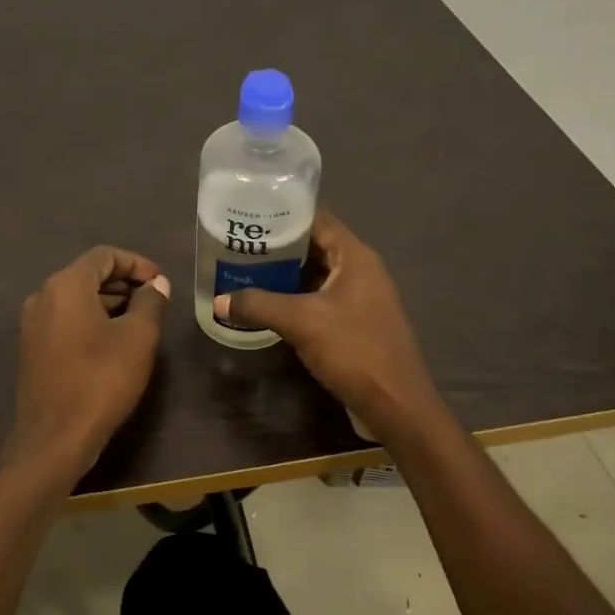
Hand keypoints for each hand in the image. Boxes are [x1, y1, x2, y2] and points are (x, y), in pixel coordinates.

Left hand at [5, 246, 170, 474]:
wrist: (55, 438)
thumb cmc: (101, 381)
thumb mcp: (138, 338)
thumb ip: (150, 302)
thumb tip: (156, 284)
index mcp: (65, 286)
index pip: (104, 256)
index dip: (136, 263)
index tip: (160, 281)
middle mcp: (42, 297)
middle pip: (87, 275)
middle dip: (122, 282)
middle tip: (154, 299)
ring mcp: (32, 324)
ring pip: (76, 299)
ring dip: (108, 302)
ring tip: (140, 319)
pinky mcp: (32, 349)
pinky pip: (65, 320)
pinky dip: (91, 320)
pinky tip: (113, 341)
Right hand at [215, 211, 444, 442]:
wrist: (395, 404)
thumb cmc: (354, 350)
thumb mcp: (301, 322)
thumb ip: (258, 305)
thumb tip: (219, 301)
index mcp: (356, 257)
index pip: (318, 218)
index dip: (284, 211)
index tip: (249, 211)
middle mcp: (361, 271)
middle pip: (316, 246)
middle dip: (279, 245)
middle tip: (240, 245)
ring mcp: (361, 299)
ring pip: (317, 276)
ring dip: (286, 275)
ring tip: (247, 271)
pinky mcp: (356, 324)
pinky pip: (321, 300)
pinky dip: (296, 299)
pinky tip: (269, 306)